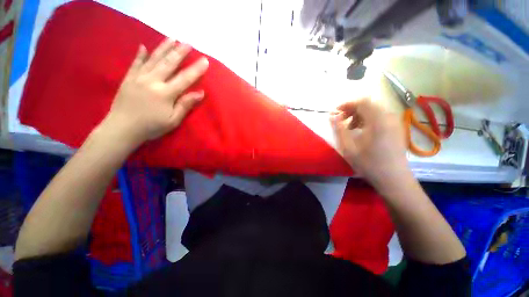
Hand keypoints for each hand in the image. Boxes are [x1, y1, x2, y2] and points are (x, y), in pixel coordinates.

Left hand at [100, 39, 208, 147]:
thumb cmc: (151, 127)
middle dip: (180, 52)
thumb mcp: (173, 120)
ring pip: (153, 59)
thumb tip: (200, 93)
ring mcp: (138, 77)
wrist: (122, 128)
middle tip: (189, 43)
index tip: (205, 60)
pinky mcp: (128, 78)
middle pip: (169, 63)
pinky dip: (140, 54)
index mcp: (165, 93)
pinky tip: (144, 46)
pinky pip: (136, 63)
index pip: (185, 78)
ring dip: (164, 48)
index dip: (196, 69)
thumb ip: (186, 105)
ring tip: (172, 38)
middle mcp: (152, 81)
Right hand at [331, 98, 410, 187]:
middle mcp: (389, 117)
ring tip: (349, 127)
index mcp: (378, 120)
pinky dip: (367, 119)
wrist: (393, 179)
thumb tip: (332, 116)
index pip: (362, 102)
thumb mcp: (348, 147)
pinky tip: (361, 131)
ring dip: (358, 115)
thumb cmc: (369, 164)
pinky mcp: (396, 128)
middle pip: (368, 104)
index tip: (335, 113)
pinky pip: (380, 117)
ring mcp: (395, 122)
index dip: (346, 104)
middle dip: (351, 109)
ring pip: (374, 110)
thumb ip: (339, 129)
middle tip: (340, 121)